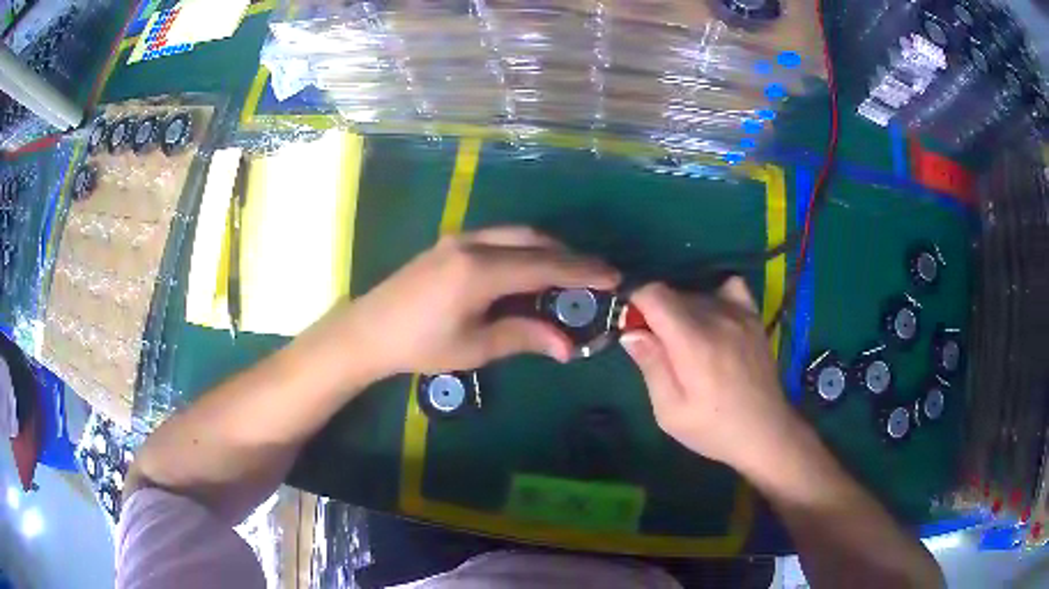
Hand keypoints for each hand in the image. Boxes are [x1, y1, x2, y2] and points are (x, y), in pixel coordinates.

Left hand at [329, 226, 618, 377]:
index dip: (582, 272)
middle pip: (535, 241)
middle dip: (570, 256)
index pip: (544, 266)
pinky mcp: (452, 242)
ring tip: (571, 273)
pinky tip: (532, 268)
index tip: (614, 277)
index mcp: (480, 271)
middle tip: (598, 275)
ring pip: (517, 234)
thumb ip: (523, 337)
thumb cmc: (419, 345)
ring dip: (548, 249)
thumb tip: (569, 347)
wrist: (369, 330)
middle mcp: (474, 244)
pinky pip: (500, 237)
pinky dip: (525, 248)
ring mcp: (460, 238)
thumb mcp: (474, 347)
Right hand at [620, 278, 798, 472]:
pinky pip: (728, 286)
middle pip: (672, 293)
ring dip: (680, 309)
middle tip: (656, 346)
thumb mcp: (670, 412)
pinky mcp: (753, 316)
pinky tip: (712, 318)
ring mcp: (739, 313)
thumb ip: (651, 366)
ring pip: (696, 292)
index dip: (634, 301)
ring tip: (685, 341)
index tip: (630, 325)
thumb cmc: (714, 429)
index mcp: (694, 342)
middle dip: (654, 312)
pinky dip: (713, 295)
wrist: (765, 431)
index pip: (654, 293)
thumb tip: (629, 331)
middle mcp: (717, 317)